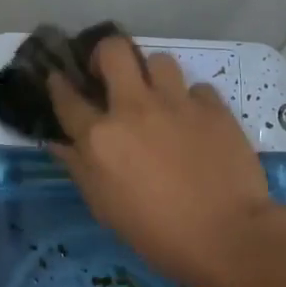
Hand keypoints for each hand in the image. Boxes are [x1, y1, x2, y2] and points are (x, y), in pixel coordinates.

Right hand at [48, 37, 274, 286]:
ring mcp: (177, 103)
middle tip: (111, 75)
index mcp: (100, 137)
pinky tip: (195, 122)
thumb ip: (80, 168)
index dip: (58, 84)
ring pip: (158, 60)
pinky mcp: (214, 107)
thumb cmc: (156, 233)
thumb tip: (60, 144)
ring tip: (158, 98)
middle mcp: (134, 108)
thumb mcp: (104, 208)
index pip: (68, 98)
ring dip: (153, 76)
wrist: (227, 236)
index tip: (58, 78)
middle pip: (113, 50)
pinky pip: (197, 88)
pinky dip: (192, 101)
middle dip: (105, 54)